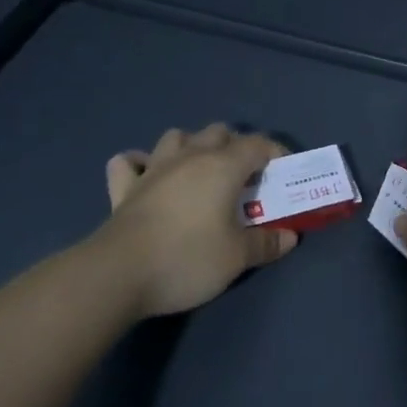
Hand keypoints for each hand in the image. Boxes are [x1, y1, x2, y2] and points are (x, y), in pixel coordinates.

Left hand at [94, 124, 298, 317]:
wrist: (118, 274)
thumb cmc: (187, 258)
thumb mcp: (236, 257)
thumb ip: (265, 244)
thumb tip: (289, 237)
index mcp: (222, 166)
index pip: (257, 144)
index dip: (275, 153)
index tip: (283, 173)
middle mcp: (190, 157)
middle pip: (218, 132)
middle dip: (235, 146)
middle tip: (244, 176)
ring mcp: (153, 168)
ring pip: (176, 137)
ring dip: (191, 146)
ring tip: (199, 170)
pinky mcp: (124, 188)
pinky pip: (129, 162)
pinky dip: (139, 163)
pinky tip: (146, 175)